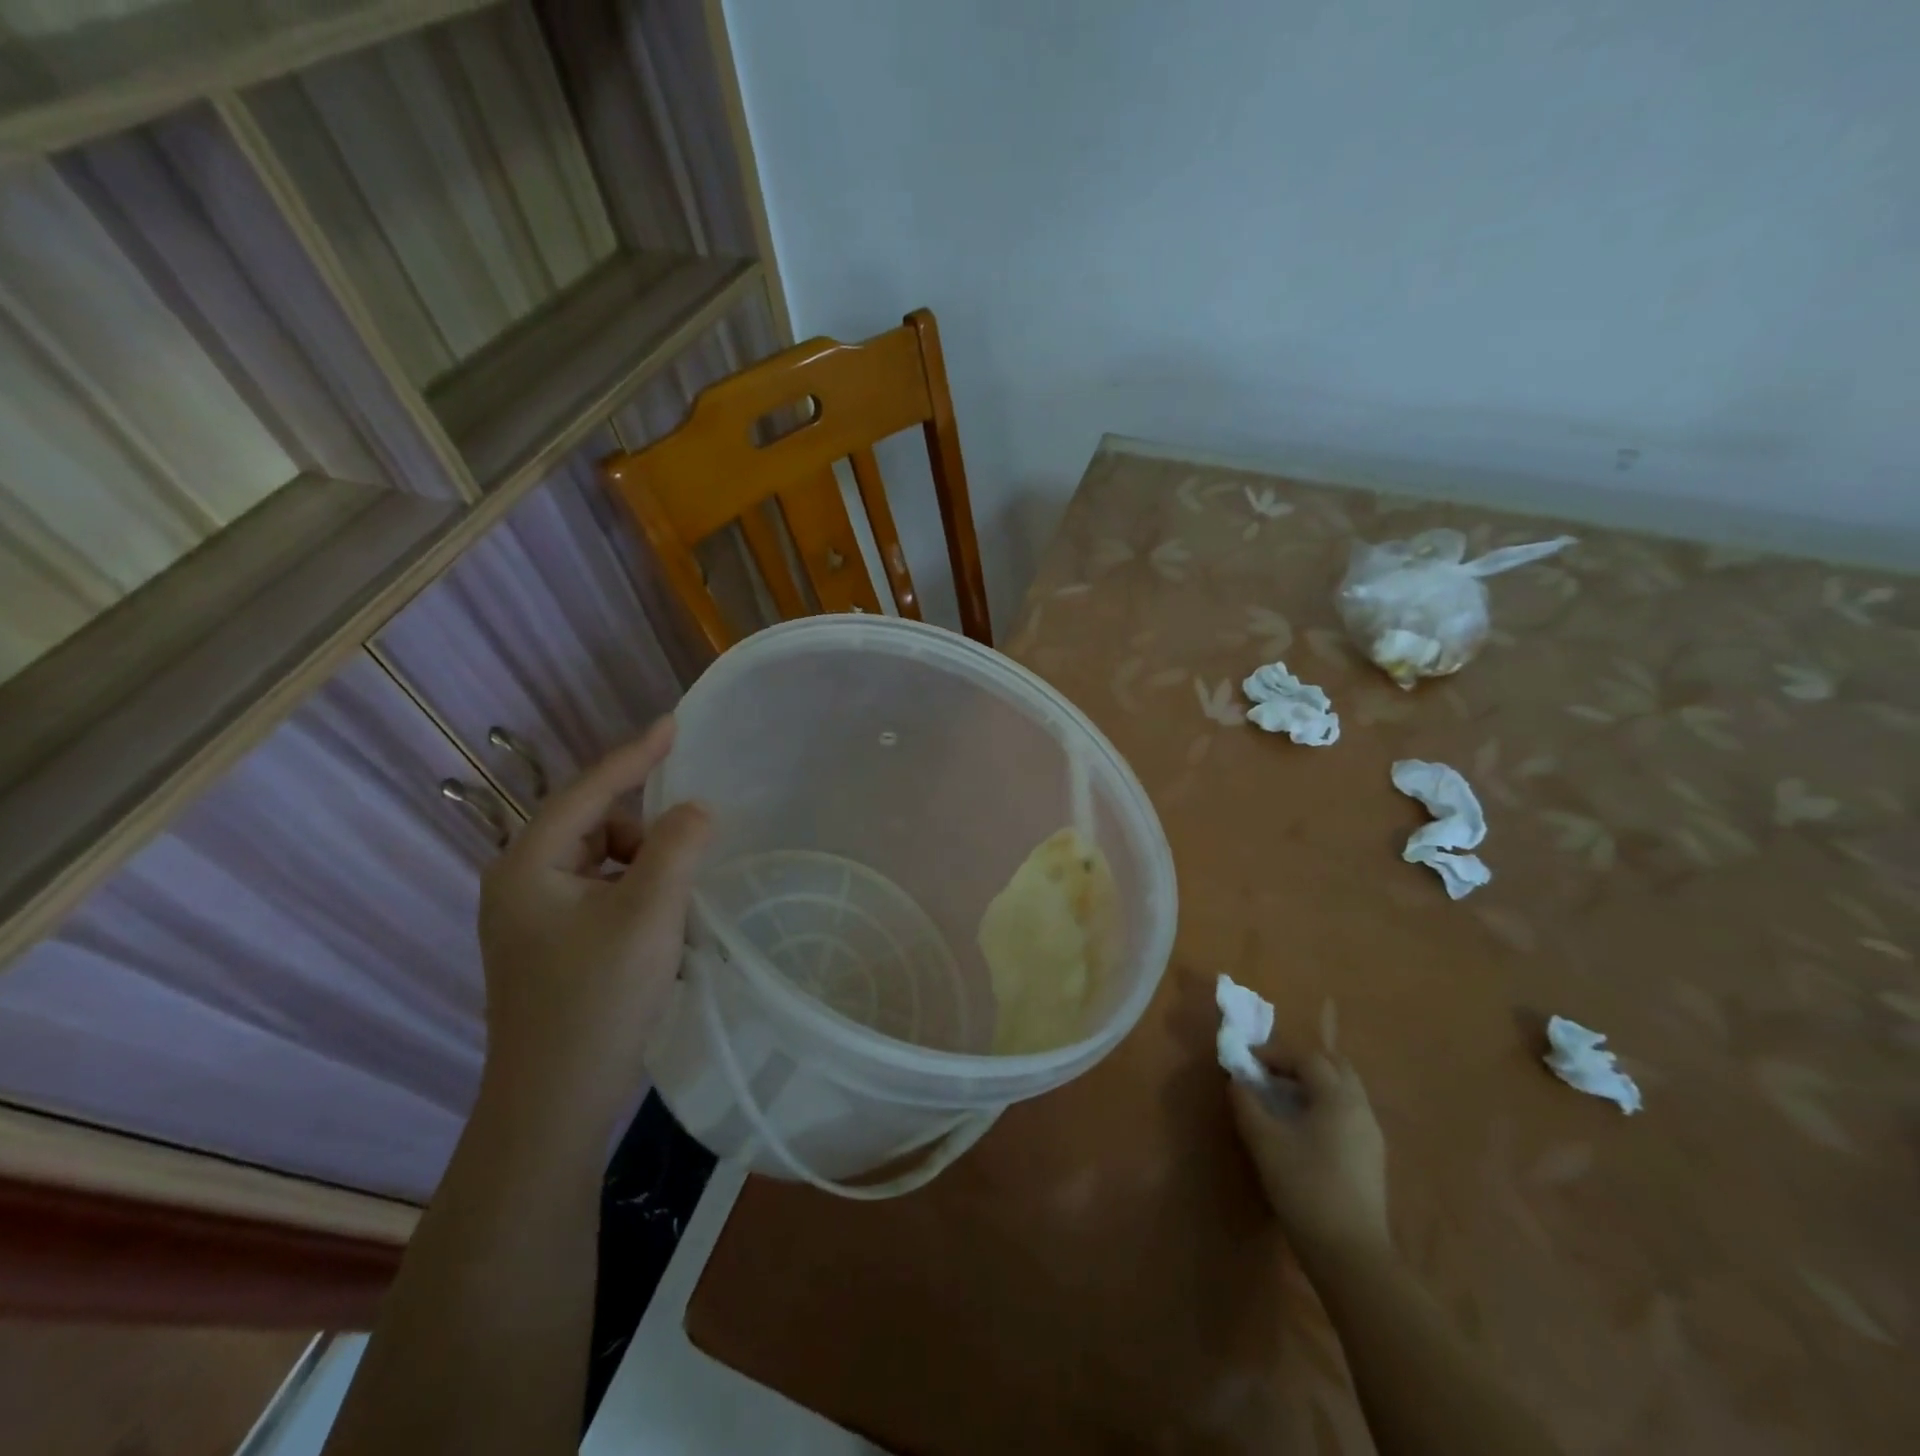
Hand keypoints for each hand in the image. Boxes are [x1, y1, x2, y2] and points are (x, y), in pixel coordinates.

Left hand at [476, 719, 711, 1132]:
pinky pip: (603, 894)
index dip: (635, 755)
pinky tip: (660, 930)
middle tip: (688, 858)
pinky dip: (637, 897)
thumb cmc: (598, 1000)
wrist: (554, 1105)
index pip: (588, 791)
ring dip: (646, 869)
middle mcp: (522, 883)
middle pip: (596, 826)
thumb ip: (677, 847)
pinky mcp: (552, 946)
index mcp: (528, 866)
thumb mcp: (649, 913)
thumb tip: (696, 809)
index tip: (676, 723)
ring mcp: (534, 918)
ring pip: (604, 863)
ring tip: (675, 908)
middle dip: (646, 832)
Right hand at [1230, 1049, 1390, 1266]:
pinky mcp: (1372, 1158)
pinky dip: (1325, 1105)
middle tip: (1271, 1074)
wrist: (1351, 1256)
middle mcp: (1360, 1108)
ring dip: (1315, 1085)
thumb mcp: (1265, 1142)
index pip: (1307, 1058)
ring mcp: (1371, 1135)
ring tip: (1283, 1099)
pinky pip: (1348, 1113)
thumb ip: (1247, 1105)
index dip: (1275, 1054)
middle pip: (1334, 1067)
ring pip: (1345, 1091)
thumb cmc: (1305, 1188)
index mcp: (1338, 1098)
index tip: (1248, 1061)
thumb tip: (1237, 1082)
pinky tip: (1304, 1128)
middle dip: (1301, 1063)